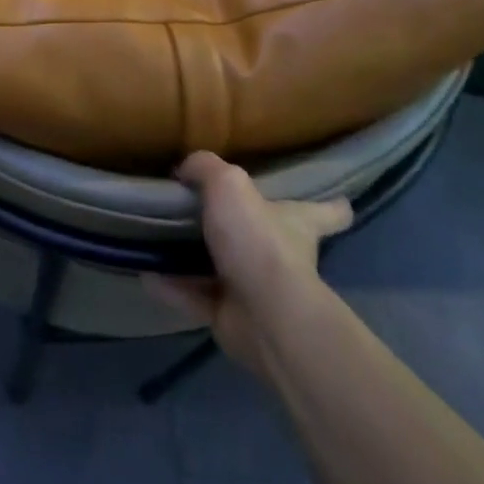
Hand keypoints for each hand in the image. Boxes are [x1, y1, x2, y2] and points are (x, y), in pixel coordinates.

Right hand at [148, 153, 350, 375]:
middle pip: (269, 239)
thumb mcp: (228, 184)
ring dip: (194, 259)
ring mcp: (258, 290)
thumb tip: (185, 170)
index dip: (332, 206)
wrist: (262, 312)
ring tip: (158, 240)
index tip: (338, 201)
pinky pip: (194, 296)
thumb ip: (205, 167)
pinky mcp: (231, 316)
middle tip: (204, 212)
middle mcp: (282, 256)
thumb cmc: (257, 241)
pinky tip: (145, 273)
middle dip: (243, 229)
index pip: (328, 212)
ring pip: (223, 269)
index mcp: (297, 223)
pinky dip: (171, 286)